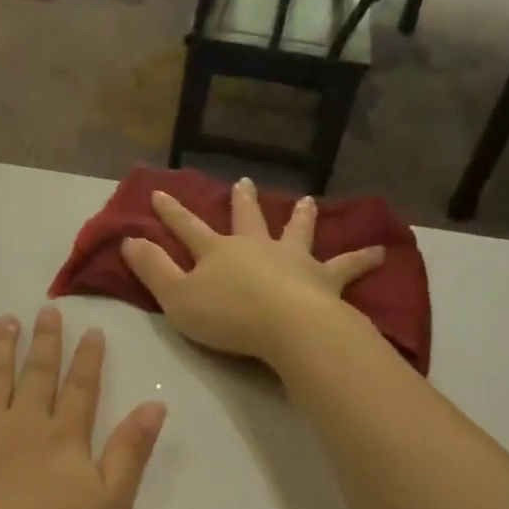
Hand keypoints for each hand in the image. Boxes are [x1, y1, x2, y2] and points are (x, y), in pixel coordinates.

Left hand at [0, 307, 166, 508]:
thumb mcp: (110, 506)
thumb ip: (130, 453)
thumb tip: (155, 404)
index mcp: (64, 439)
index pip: (81, 389)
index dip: (88, 359)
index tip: (91, 330)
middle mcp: (22, 423)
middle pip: (37, 375)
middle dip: (45, 342)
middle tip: (46, 310)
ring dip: (0, 348)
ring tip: (4, 321)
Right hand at [119, 178, 384, 365]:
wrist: (287, 326)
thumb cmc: (227, 316)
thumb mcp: (176, 297)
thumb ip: (153, 270)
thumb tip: (127, 240)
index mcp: (218, 251)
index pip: (188, 227)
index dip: (171, 212)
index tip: (158, 193)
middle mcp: (257, 246)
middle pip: (247, 219)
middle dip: (241, 201)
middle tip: (243, 182)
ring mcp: (293, 260)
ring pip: (297, 231)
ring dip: (301, 217)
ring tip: (308, 201)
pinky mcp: (324, 279)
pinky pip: (346, 266)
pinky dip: (361, 258)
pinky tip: (380, 252)